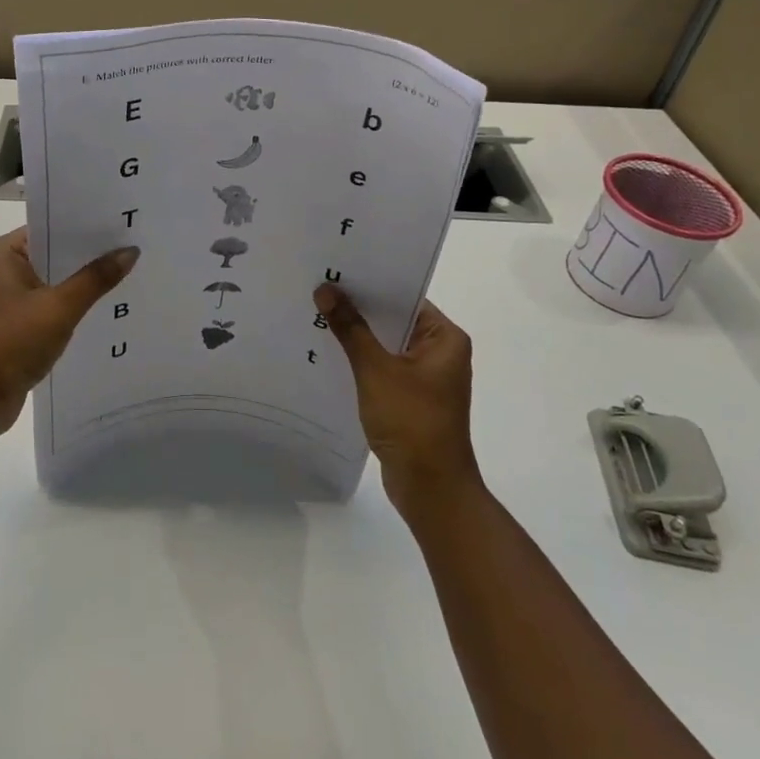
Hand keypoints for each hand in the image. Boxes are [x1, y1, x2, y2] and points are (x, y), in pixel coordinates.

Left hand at [0, 229, 138, 439]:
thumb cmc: (11, 341)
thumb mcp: (59, 307)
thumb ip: (95, 279)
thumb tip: (130, 251)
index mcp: (9, 252)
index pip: (54, 226)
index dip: (88, 224)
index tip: (124, 221)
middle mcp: (9, 269)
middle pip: (59, 253)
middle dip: (93, 253)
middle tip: (137, 245)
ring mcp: (15, 299)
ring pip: (60, 281)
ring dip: (87, 282)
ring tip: (132, 272)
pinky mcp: (23, 325)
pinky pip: (57, 306)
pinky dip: (78, 306)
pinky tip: (110, 306)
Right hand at [315, 285, 479, 516]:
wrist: (430, 489)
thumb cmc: (412, 422)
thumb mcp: (376, 370)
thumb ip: (350, 328)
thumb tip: (325, 289)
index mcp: (444, 338)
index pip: (405, 297)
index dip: (371, 283)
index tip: (336, 269)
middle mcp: (439, 352)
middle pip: (393, 319)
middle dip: (357, 308)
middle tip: (317, 287)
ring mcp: (424, 376)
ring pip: (384, 344)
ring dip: (355, 335)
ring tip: (315, 314)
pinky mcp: (409, 397)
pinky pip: (381, 367)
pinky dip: (359, 360)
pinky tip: (327, 351)